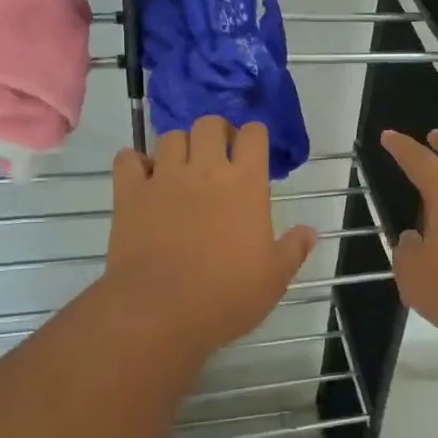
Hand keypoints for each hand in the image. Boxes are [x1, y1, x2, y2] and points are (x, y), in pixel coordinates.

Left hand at [104, 116, 317, 352]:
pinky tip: (144, 178)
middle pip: (209, 124)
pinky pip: (128, 158)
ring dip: (180, 146)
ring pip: (171, 136)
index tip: (255, 152)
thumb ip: (294, 249)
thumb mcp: (274, 279)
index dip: (255, 137)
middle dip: (217, 133)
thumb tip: (310, 231)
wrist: (160, 313)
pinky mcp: (129, 194)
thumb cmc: (226, 296)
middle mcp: (205, 169)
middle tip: (219, 156)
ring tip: (183, 168)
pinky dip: (135, 162)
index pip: (254, 134)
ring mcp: (163, 178)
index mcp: (245, 183)